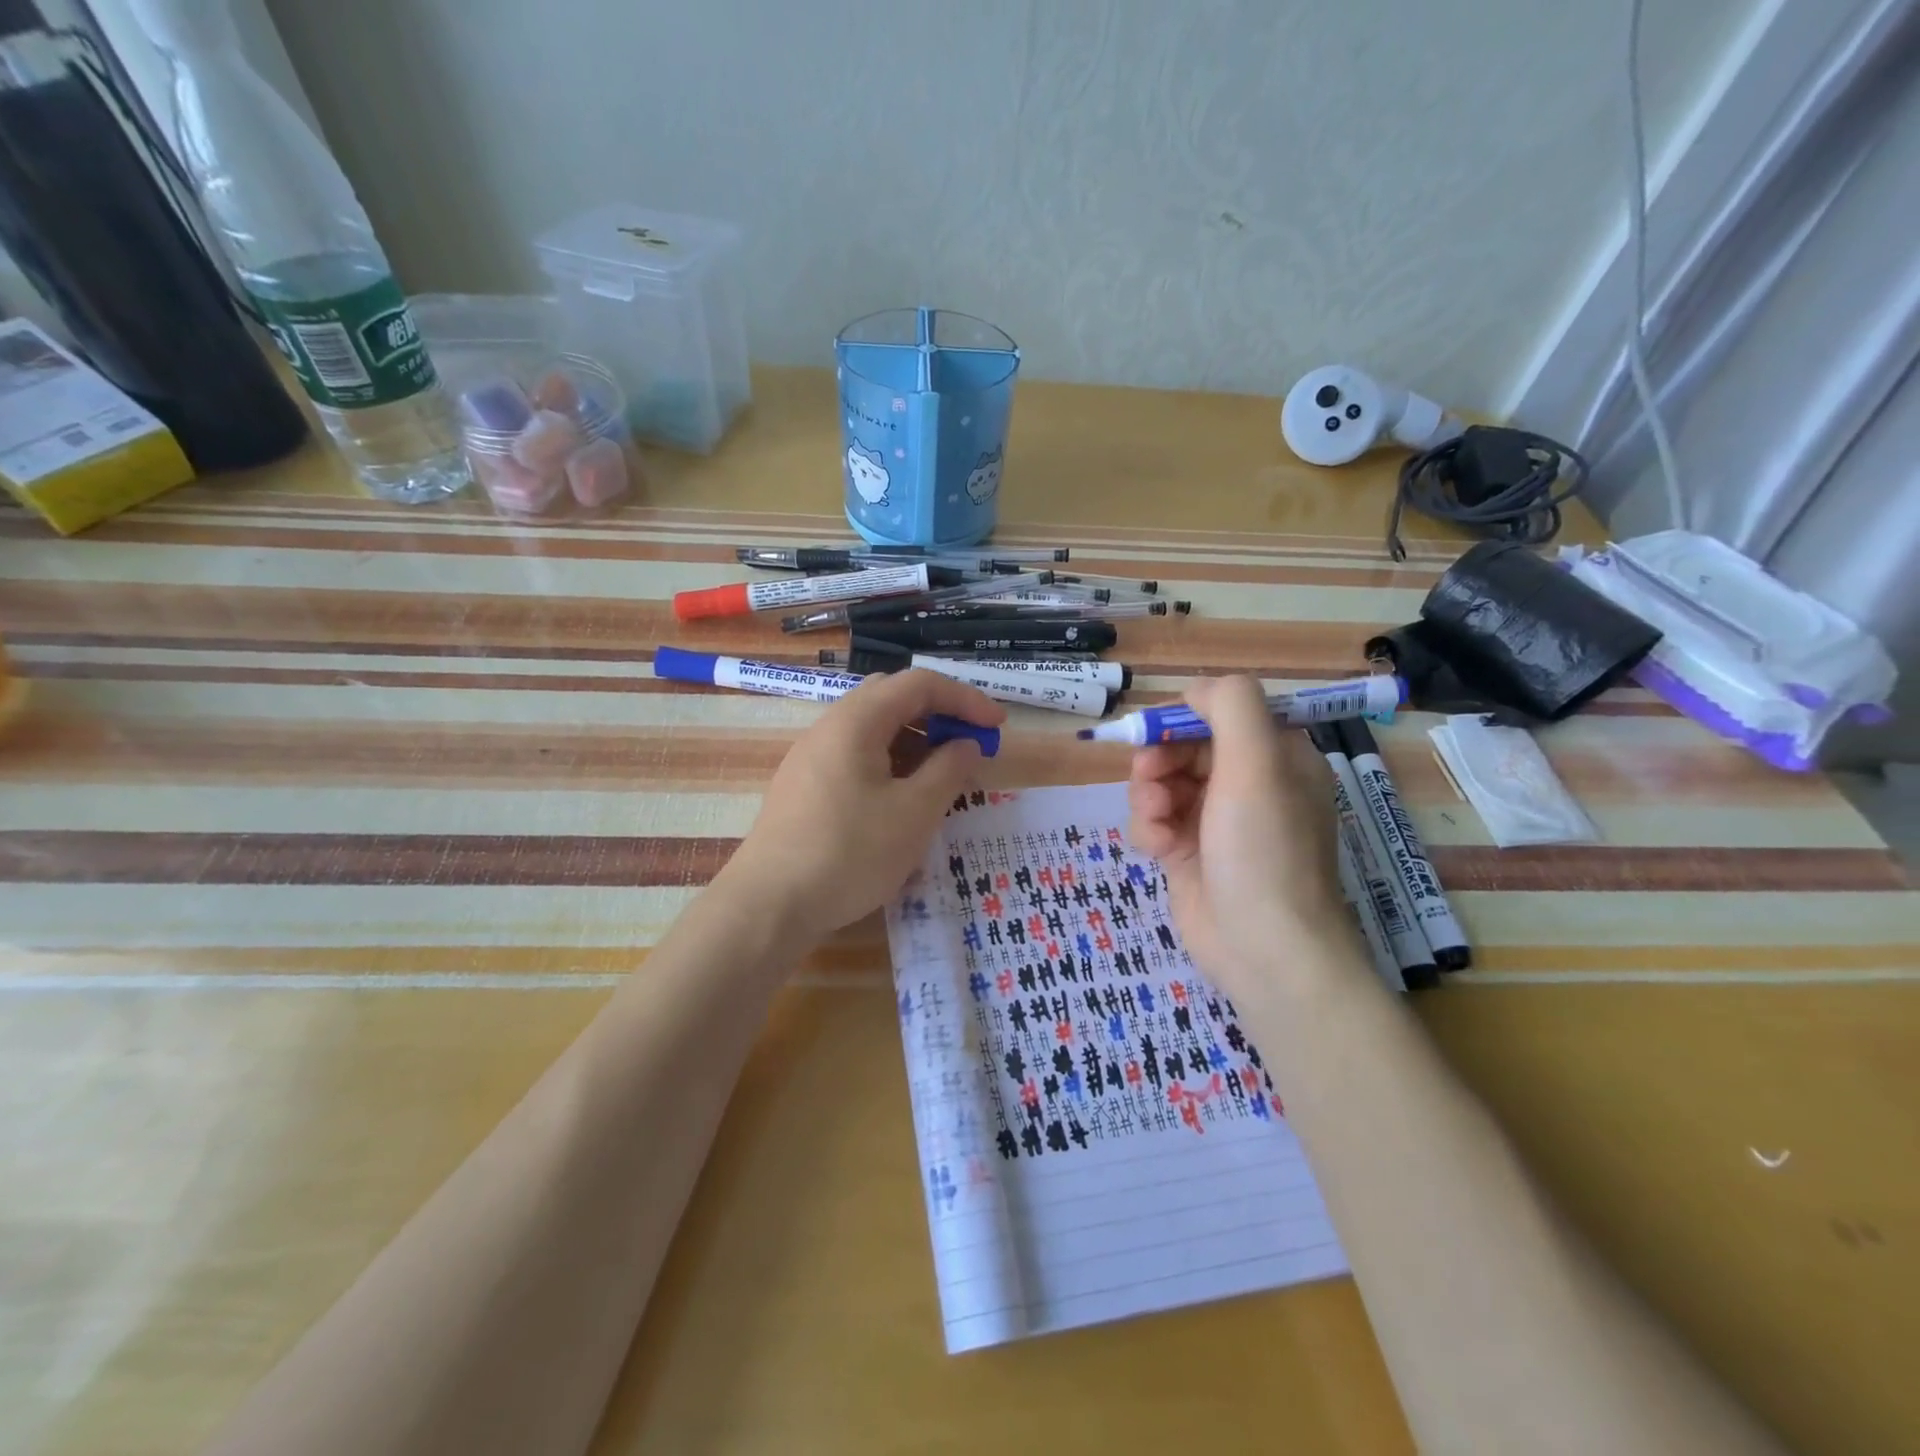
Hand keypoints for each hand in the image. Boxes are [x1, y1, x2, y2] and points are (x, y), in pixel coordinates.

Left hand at [722, 670, 1006, 942]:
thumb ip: (949, 771)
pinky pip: (856, 756)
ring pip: (874, 730)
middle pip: (893, 698)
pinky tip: (903, 801)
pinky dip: (890, 764)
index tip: (997, 727)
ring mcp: (812, 757)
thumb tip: (966, 744)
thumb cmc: (849, 854)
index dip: (965, 698)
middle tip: (969, 746)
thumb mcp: (914, 813)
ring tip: (942, 778)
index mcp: (856, 721)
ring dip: (915, 741)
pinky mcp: (805, 786)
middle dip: (938, 715)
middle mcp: (830, 727)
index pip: (920, 685)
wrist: (769, 906)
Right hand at [1126, 676, 1348, 1003]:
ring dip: (1149, 795)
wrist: (1263, 949)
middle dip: (1160, 758)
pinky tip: (1157, 849)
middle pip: (1185, 747)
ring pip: (1162, 783)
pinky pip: (1155, 821)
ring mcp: (1216, 821)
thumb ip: (1231, 707)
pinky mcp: (1188, 853)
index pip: (1223, 714)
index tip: (1159, 731)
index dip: (1186, 717)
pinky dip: (1149, 829)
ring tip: (1158, 821)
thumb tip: (1195, 690)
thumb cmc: (1263, 850)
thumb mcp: (1257, 764)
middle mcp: (1249, 785)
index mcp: (1276, 758)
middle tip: (1149, 776)